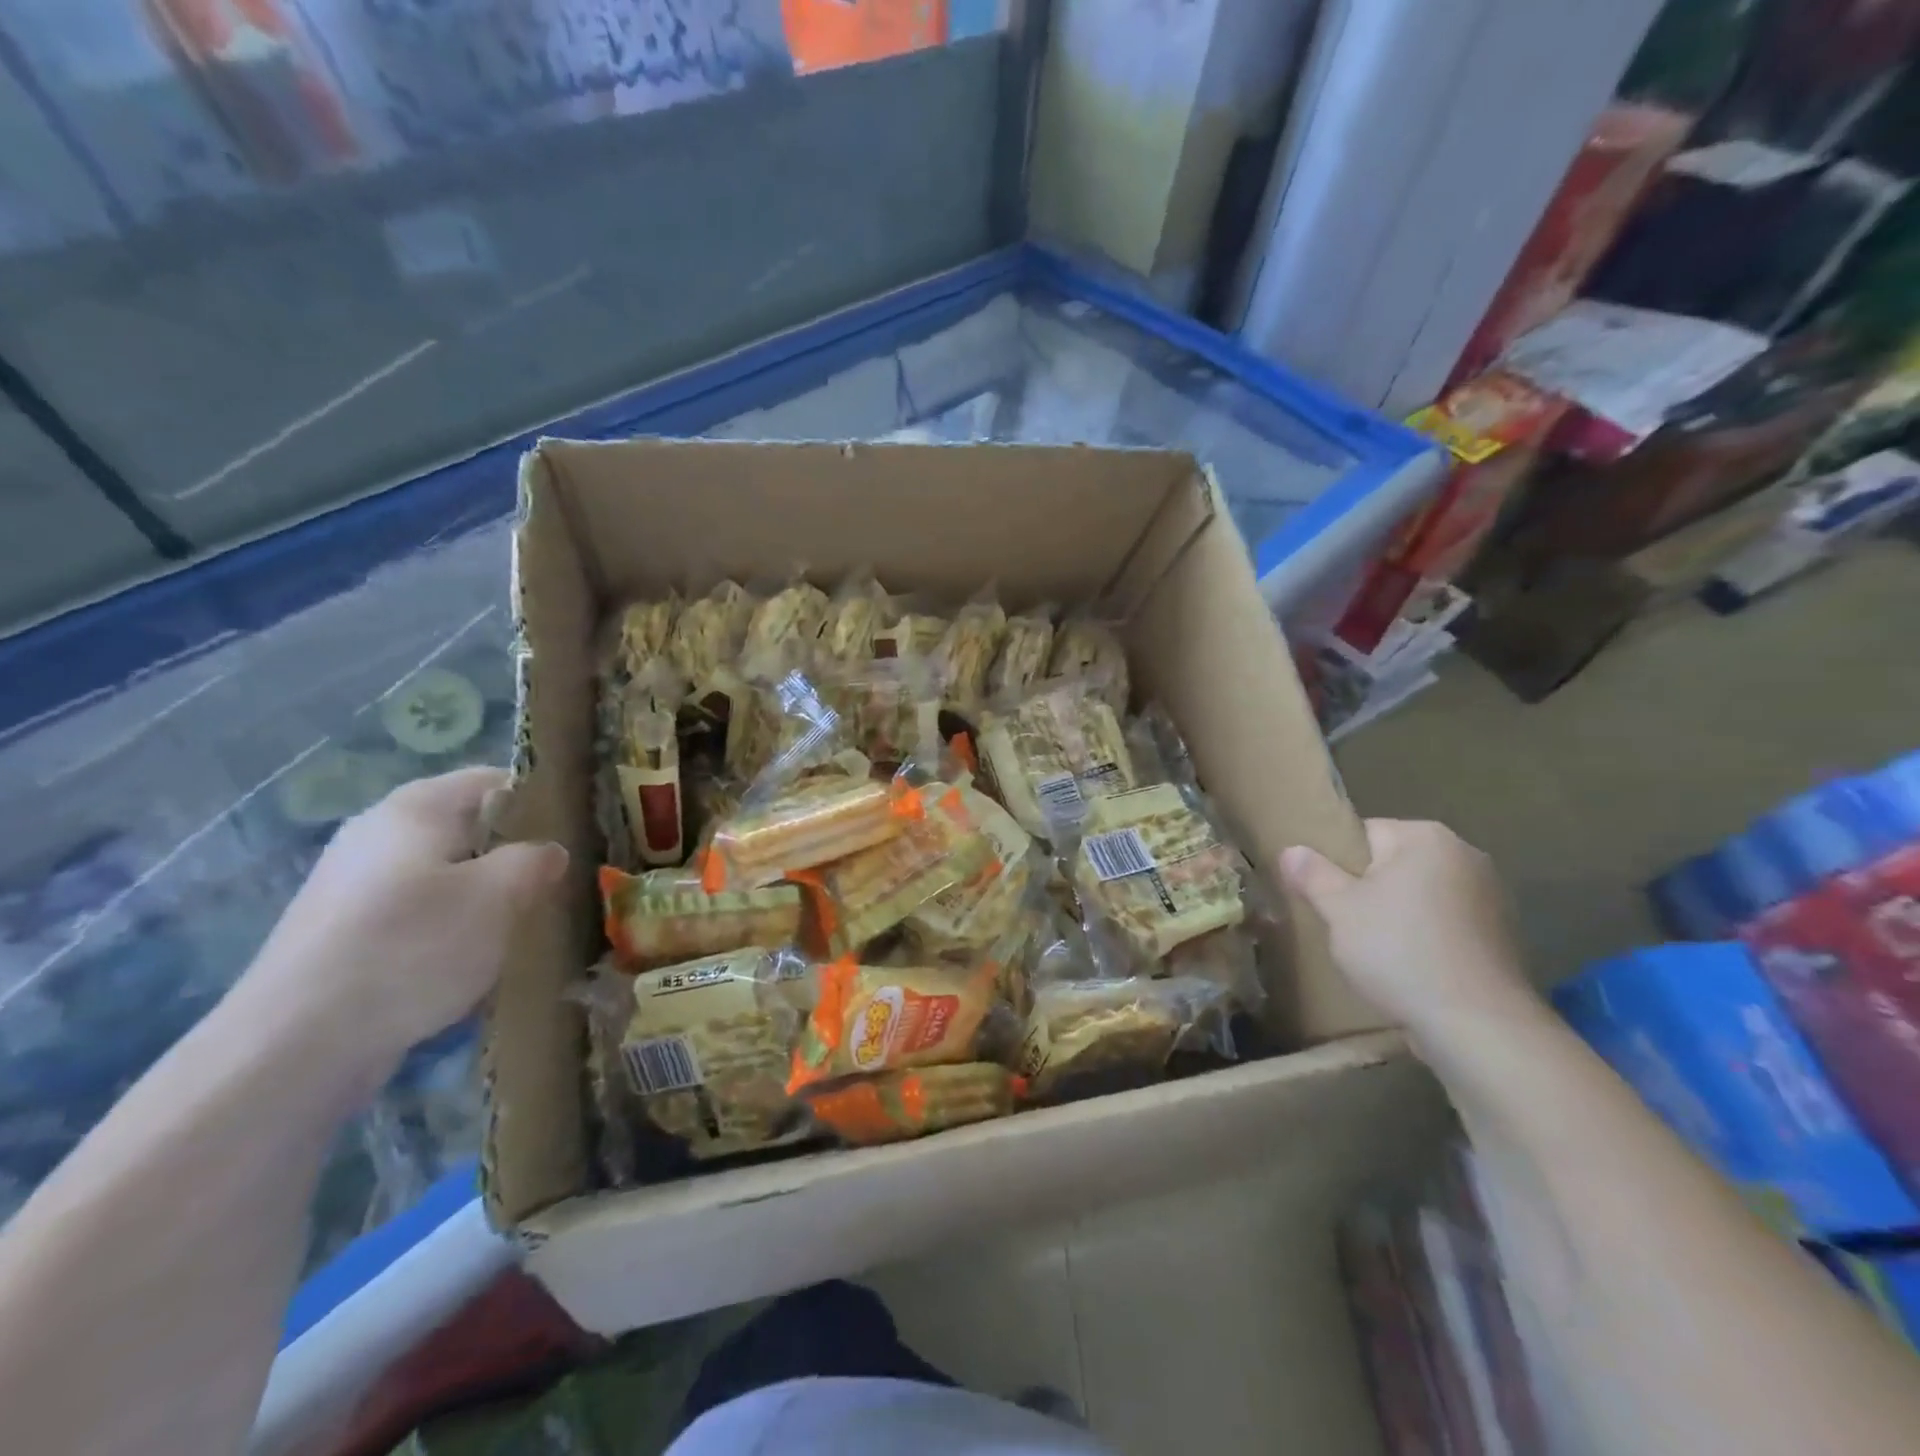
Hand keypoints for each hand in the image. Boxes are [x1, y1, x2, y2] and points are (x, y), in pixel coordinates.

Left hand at [245, 767, 567, 1075]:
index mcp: (415, 808)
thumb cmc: (412, 947)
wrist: (295, 1044)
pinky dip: (446, 929)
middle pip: (466, 829)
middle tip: (553, 884)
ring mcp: (351, 886)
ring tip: (517, 928)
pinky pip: (413, 915)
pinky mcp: (339, 934)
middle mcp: (376, 834)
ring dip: (481, 896)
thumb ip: (534, 861)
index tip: (574, 833)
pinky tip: (464, 964)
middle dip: (511, 854)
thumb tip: (547, 852)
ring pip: (442, 875)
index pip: (492, 780)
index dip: (539, 800)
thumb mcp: (498, 896)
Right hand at [1281, 819, 1532, 1033]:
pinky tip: (1409, 967)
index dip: (1335, 863)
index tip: (1322, 895)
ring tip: (1372, 950)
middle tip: (1341, 923)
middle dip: (1366, 890)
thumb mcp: (1338, 910)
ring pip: (1419, 896)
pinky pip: (1445, 924)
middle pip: (1393, 864)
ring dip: (1396, 915)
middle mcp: (1465, 855)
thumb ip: (1312, 874)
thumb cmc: (1400, 951)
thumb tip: (1292, 850)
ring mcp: (1491, 896)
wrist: (1478, 1025)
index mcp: (1426, 837)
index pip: (1364, 833)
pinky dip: (1425, 938)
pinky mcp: (1502, 936)